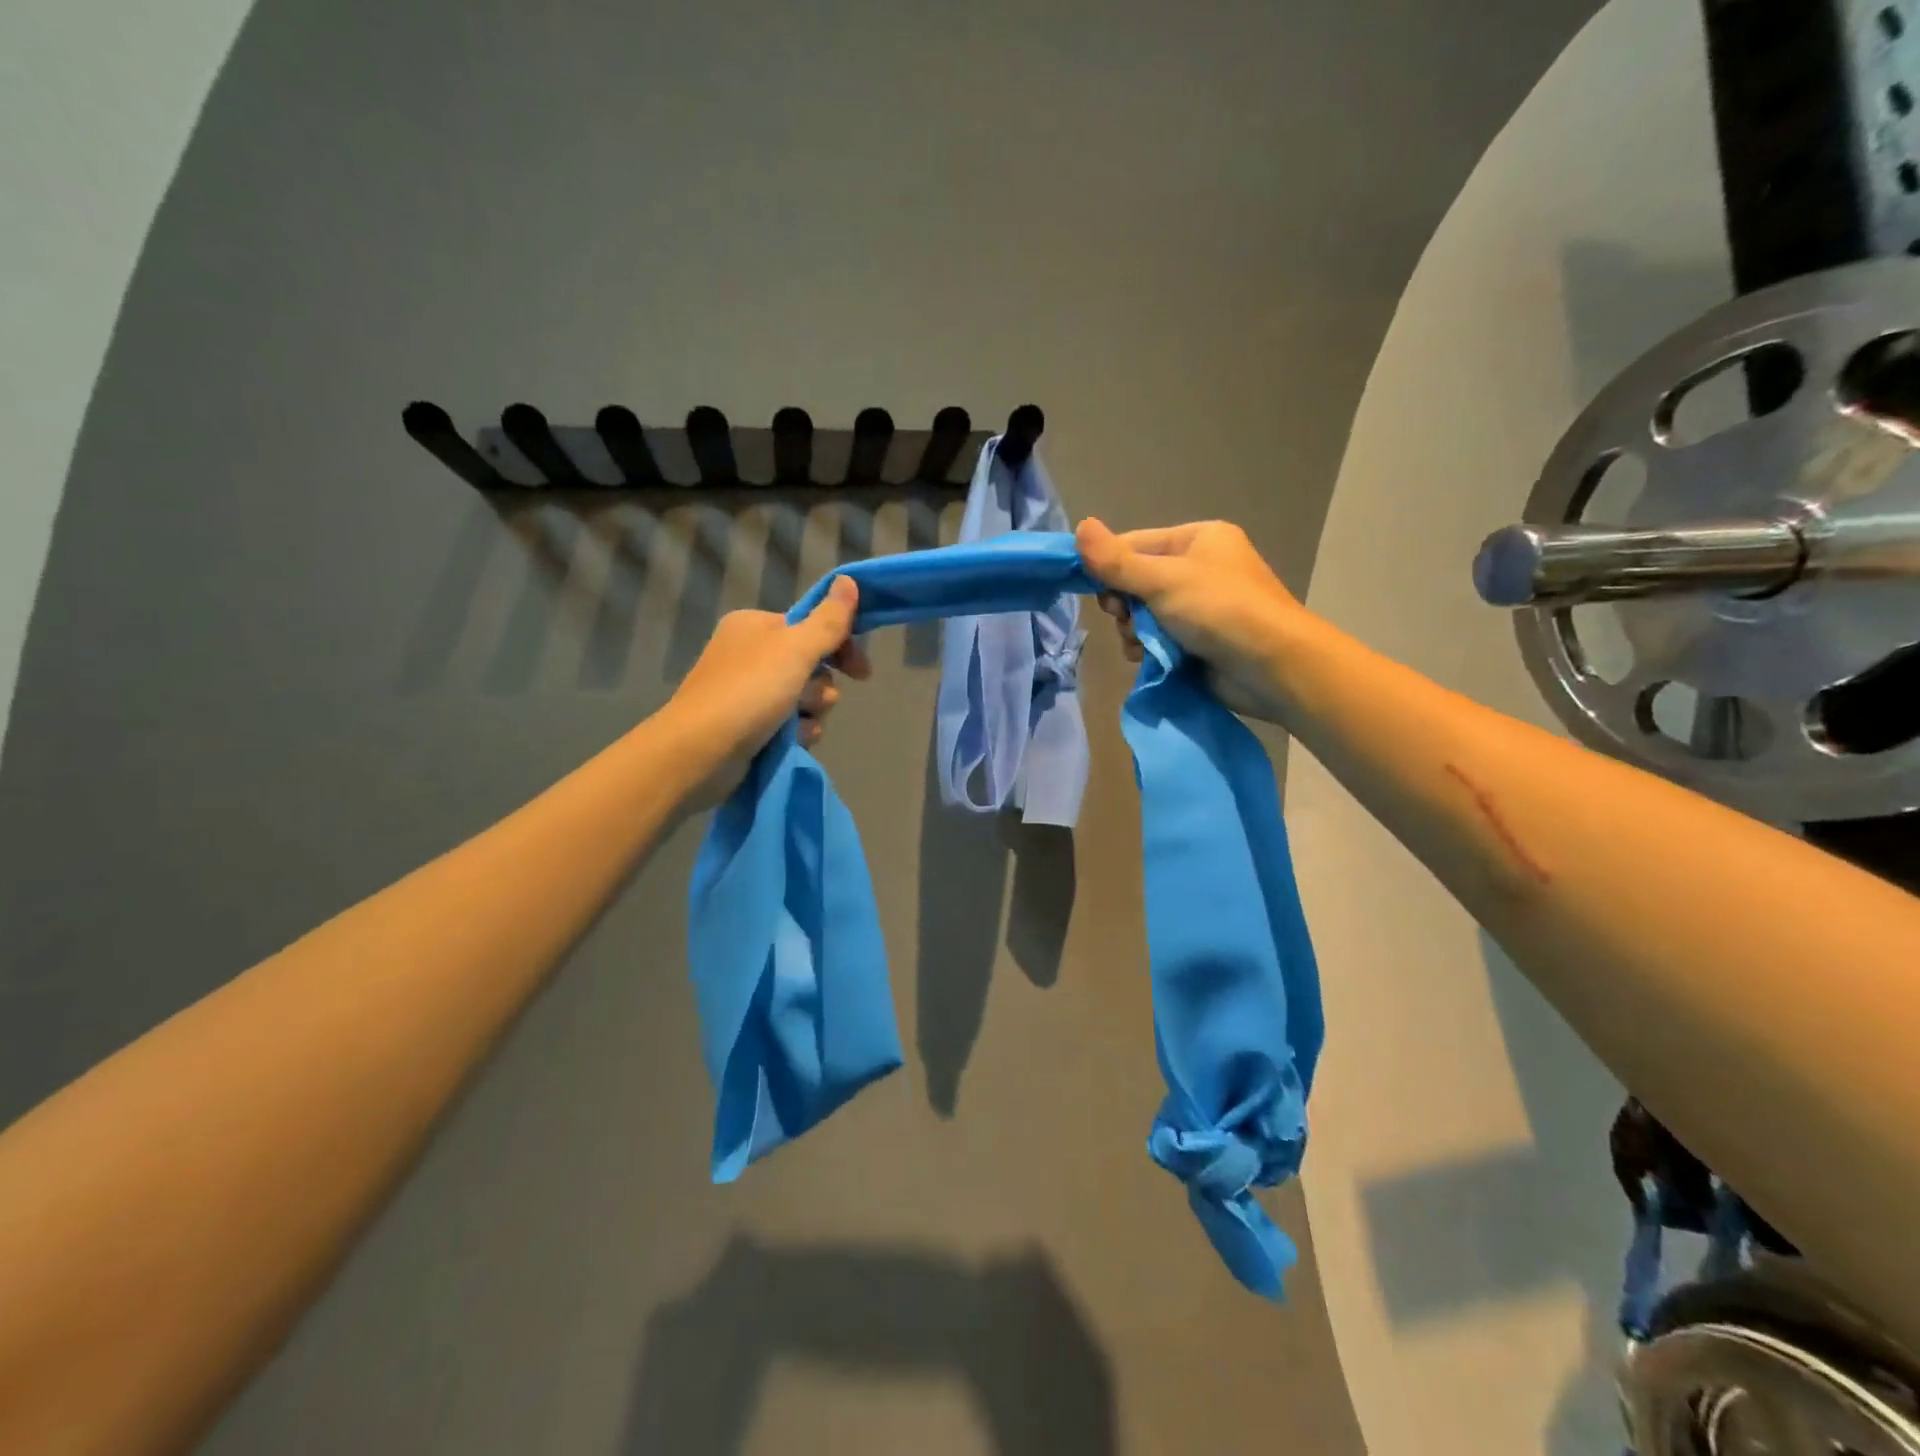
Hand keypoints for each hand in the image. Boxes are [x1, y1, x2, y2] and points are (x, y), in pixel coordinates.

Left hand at [661, 577, 872, 806]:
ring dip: (809, 714)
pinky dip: (795, 733)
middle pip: (812, 666)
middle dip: (819, 688)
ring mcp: (748, 692)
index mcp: (755, 625)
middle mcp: (750, 654)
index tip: (862, 673)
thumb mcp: (795, 649)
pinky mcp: (749, 726)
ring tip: (792, 726)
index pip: (812, 628)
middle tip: (810, 701)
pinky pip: (791, 724)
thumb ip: (828, 620)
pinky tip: (787, 742)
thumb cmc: (748, 691)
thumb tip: (849, 580)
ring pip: (805, 699)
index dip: (840, 648)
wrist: (700, 752)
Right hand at [1075, 518, 1302, 722]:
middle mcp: (1199, 569)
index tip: (1099, 592)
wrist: (1272, 667)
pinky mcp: (1198, 641)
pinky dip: (1149, 649)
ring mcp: (1200, 608)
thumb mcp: (1163, 580)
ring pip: (1142, 615)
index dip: (1110, 567)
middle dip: (1124, 605)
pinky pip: (1157, 639)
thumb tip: (1078, 526)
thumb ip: (1116, 561)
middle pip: (1136, 582)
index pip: (1135, 544)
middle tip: (1126, 618)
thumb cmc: (1219, 610)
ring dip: (1134, 631)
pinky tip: (1150, 658)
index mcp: (1198, 539)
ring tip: (1143, 644)